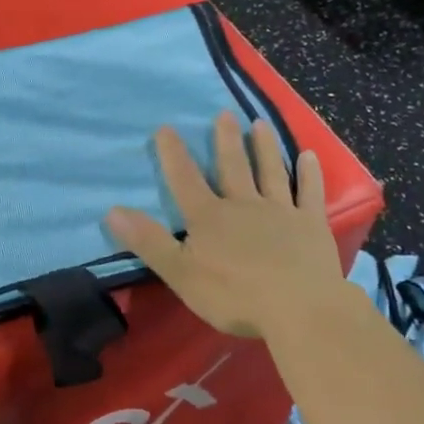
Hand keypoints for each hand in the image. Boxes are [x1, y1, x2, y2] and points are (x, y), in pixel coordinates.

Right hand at [106, 112, 345, 338]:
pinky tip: (310, 156)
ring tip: (260, 124)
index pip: (185, 179)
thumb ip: (149, 241)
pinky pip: (310, 193)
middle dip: (226, 140)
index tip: (166, 127)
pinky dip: (310, 174)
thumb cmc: (235, 296)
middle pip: (232, 167)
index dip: (173, 154)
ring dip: (265, 147)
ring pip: (270, 172)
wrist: (300, 309)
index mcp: (209, 217)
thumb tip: (112, 210)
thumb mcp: (180, 273)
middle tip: (225, 114)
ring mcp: (281, 211)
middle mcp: (244, 204)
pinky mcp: (311, 224)